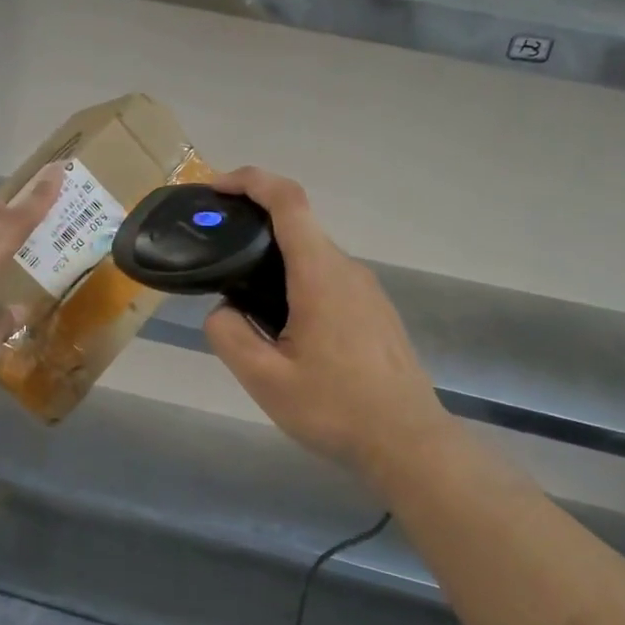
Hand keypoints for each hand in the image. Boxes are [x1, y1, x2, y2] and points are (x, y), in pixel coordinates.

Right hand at [204, 167, 455, 477]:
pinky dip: (297, 284)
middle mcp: (347, 270)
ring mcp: (367, 290)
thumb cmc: (336, 410)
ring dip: (275, 263)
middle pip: (298, 227)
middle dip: (254, 228)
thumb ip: (230, 336)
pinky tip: (285, 329)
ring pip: (313, 258)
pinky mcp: (375, 311)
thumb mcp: (266, 380)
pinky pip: (329, 280)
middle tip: (216, 256)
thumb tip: (223, 310)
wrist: (409, 443)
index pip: (287, 202)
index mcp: (320, 275)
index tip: (216, 188)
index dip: (250, 181)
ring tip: (244, 302)